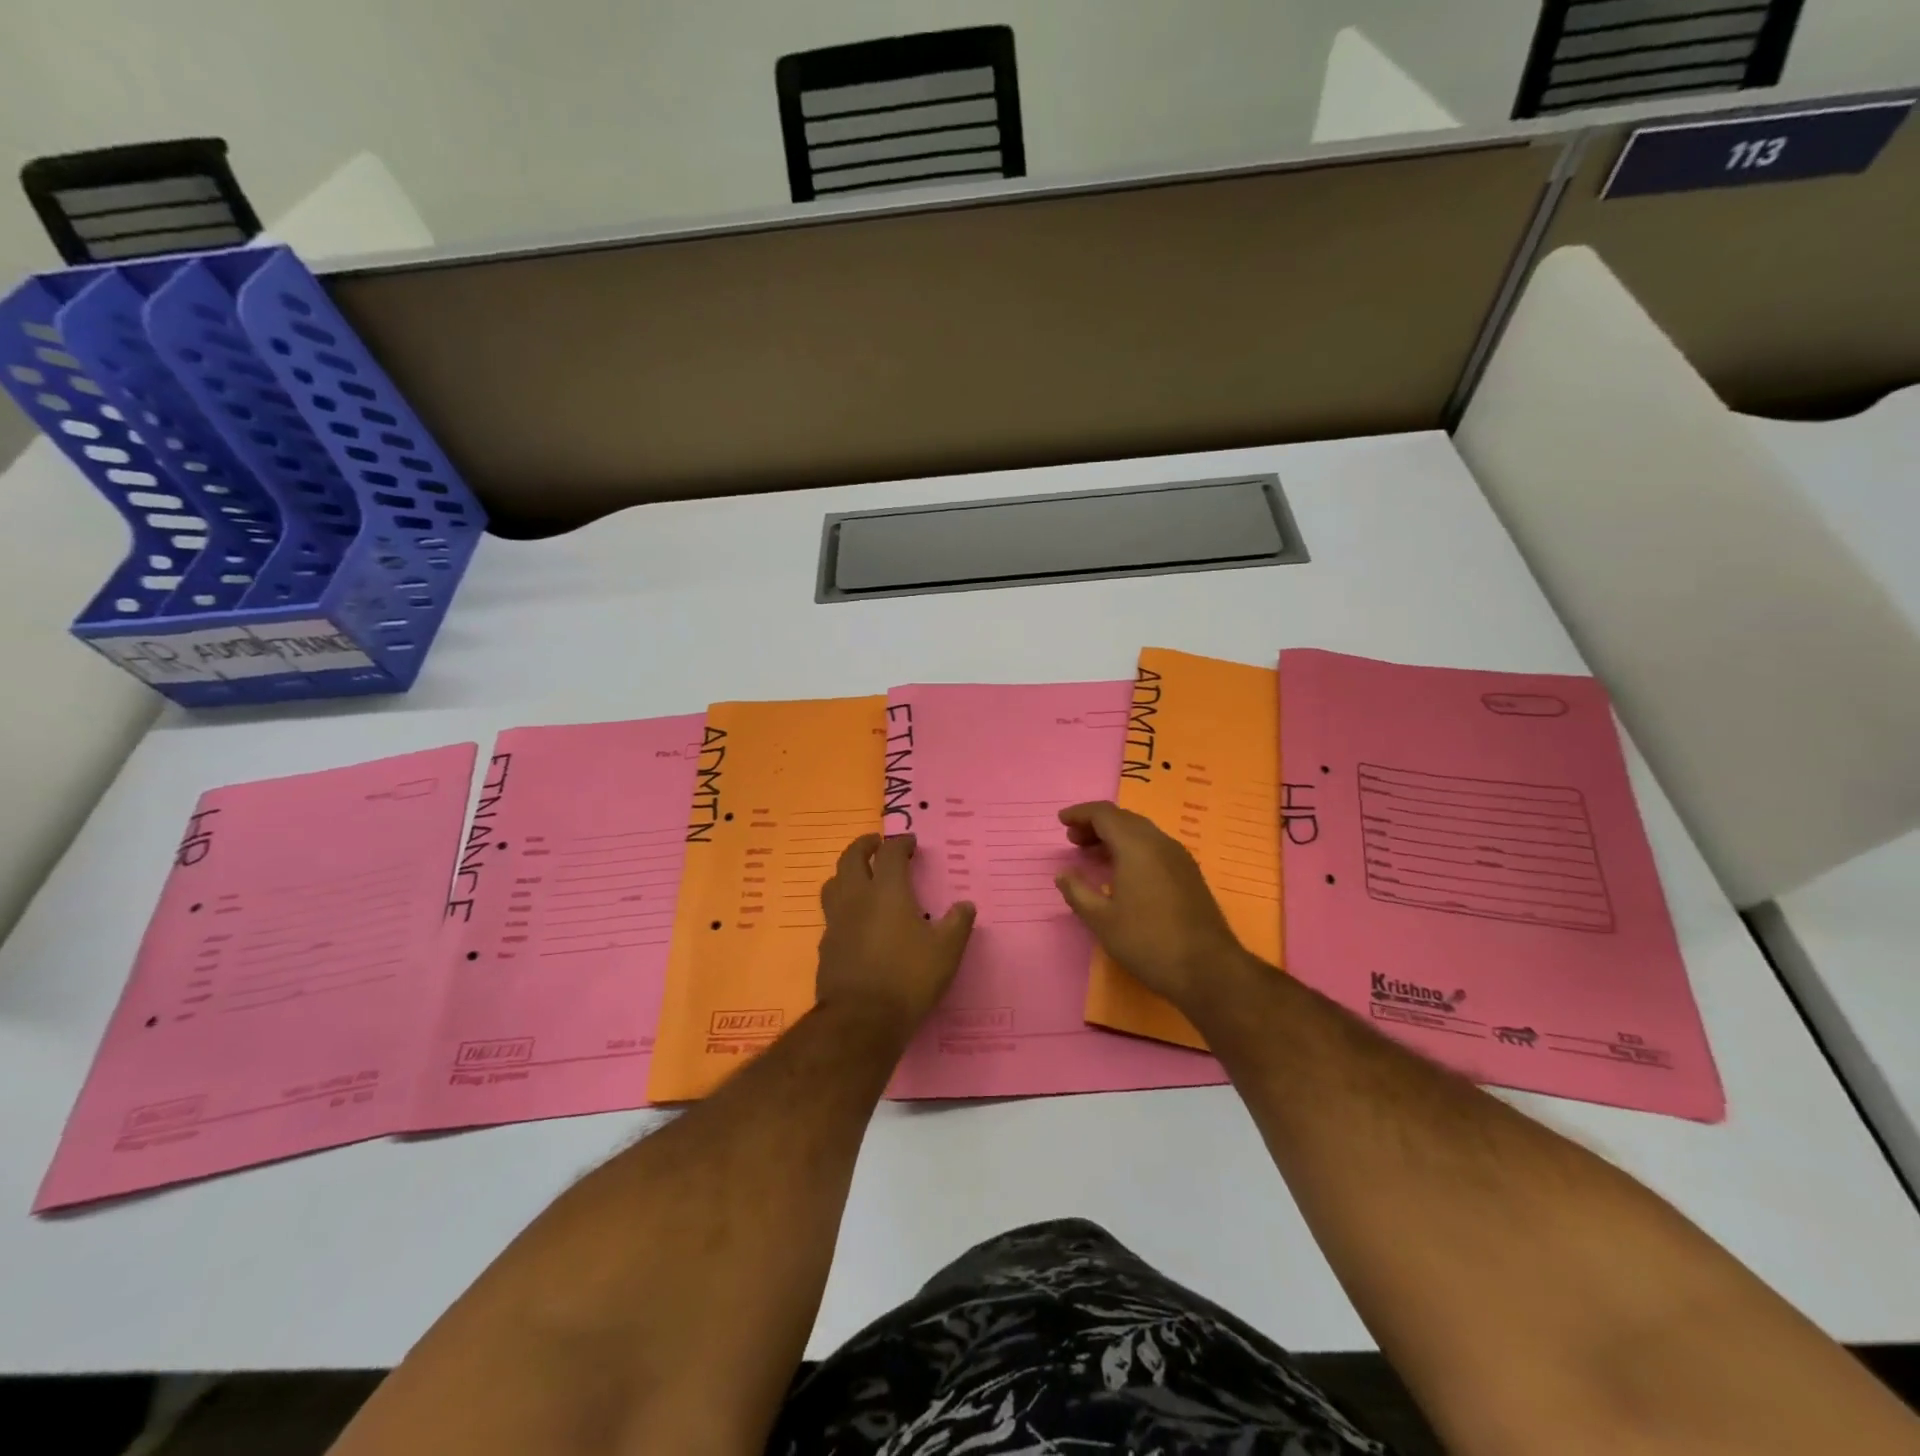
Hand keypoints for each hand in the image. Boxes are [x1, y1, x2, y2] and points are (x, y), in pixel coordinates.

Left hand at [816, 833, 975, 1041]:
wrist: (861, 1020)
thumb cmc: (908, 978)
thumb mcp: (946, 951)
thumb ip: (957, 923)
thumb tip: (966, 905)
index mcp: (887, 891)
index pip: (891, 853)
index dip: (901, 843)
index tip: (911, 842)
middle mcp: (857, 898)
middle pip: (851, 858)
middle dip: (864, 845)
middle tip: (876, 843)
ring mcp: (836, 921)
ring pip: (833, 883)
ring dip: (846, 872)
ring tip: (859, 875)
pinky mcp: (825, 946)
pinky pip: (831, 914)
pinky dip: (842, 905)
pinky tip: (853, 919)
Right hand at [1054, 801, 1252, 1015]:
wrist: (1208, 969)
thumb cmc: (1148, 942)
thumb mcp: (1102, 920)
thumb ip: (1078, 892)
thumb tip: (1063, 873)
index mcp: (1136, 846)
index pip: (1104, 814)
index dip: (1080, 813)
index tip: (1061, 822)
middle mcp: (1160, 842)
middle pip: (1124, 819)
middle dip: (1096, 824)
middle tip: (1074, 840)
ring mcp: (1179, 857)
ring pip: (1141, 832)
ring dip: (1115, 837)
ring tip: (1093, 855)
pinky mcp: (1189, 874)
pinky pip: (1154, 847)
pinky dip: (1132, 848)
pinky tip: (1122, 873)